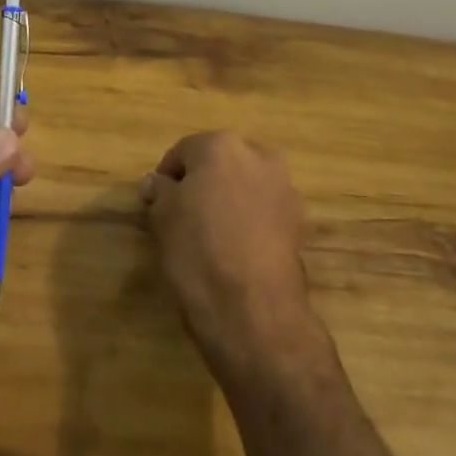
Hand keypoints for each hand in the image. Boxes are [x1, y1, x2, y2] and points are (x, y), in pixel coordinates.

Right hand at [143, 132, 316, 380]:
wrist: (252, 310)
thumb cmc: (198, 251)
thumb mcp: (163, 217)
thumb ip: (160, 191)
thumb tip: (156, 182)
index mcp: (222, 145)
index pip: (183, 152)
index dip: (166, 178)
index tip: (156, 204)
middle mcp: (259, 156)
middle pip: (220, 163)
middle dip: (202, 184)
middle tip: (183, 216)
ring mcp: (285, 189)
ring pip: (245, 186)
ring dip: (228, 201)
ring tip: (210, 235)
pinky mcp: (299, 223)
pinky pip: (264, 211)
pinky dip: (249, 222)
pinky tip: (235, 249)